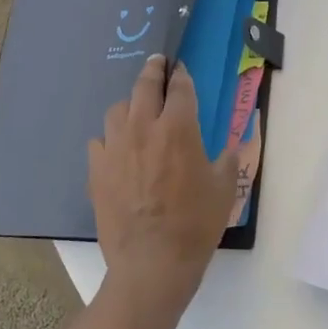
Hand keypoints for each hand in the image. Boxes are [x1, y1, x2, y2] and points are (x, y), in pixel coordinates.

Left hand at [88, 55, 237, 315]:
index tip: (181, 69)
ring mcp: (115, 148)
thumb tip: (231, 146)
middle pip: (144, 85)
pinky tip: (118, 150)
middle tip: (157, 64)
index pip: (179, 87)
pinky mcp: (96, 170)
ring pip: (118, 110)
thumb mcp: (224, 190)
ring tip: (137, 112)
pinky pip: (100, 141)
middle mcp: (144, 128)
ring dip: (130, 105)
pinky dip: (110, 139)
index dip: (181, 75)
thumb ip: (228, 160)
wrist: (151, 264)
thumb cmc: (195, 225)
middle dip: (153, 70)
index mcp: (179, 129)